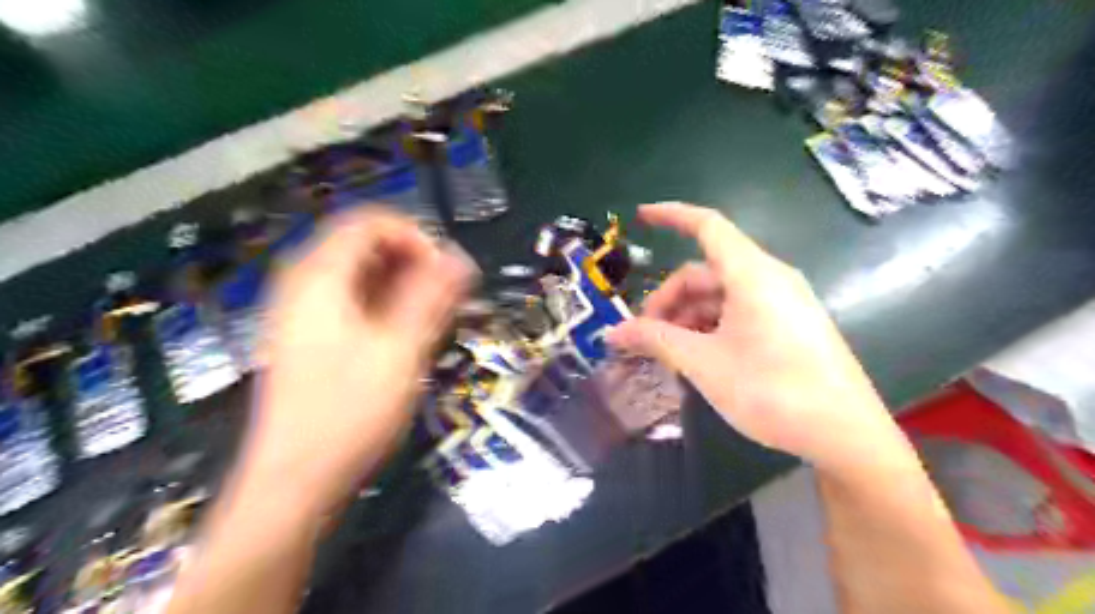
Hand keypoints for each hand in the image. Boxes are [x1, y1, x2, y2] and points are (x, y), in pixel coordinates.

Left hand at [244, 209, 475, 516]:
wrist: (295, 479)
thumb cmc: (349, 411)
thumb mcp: (401, 349)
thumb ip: (431, 297)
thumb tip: (461, 258)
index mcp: (319, 276)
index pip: (369, 221)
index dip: (415, 235)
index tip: (448, 270)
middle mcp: (303, 283)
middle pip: (362, 244)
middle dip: (412, 260)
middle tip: (447, 295)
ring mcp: (301, 311)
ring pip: (358, 274)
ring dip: (401, 283)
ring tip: (433, 315)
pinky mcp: (307, 336)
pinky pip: (350, 299)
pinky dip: (384, 303)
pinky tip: (405, 333)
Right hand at [609, 205, 898, 466]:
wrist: (845, 436)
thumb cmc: (771, 389)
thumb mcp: (703, 363)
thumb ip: (655, 340)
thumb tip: (613, 332)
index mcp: (752, 274)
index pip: (707, 226)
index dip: (672, 215)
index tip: (641, 217)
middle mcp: (769, 279)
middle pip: (705, 272)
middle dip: (669, 299)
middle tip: (646, 336)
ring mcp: (783, 303)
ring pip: (720, 296)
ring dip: (687, 318)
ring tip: (669, 355)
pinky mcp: (790, 326)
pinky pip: (739, 313)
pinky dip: (710, 327)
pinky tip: (697, 359)